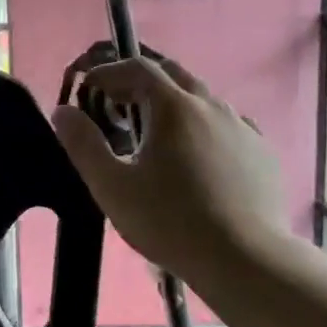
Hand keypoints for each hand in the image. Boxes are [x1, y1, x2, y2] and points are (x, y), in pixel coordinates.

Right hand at [51, 53, 284, 280]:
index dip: (108, 72)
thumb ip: (83, 144)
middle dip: (142, 82)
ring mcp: (243, 128)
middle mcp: (212, 106)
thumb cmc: (169, 221)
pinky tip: (199, 161)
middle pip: (174, 75)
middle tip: (119, 107)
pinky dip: (204, 131)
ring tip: (157, 138)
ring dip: (175, 106)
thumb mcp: (111, 186)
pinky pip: (228, 128)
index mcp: (174, 107)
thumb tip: (63, 111)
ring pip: (204, 102)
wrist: (244, 259)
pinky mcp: (263, 154)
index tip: (87, 88)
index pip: (137, 67)